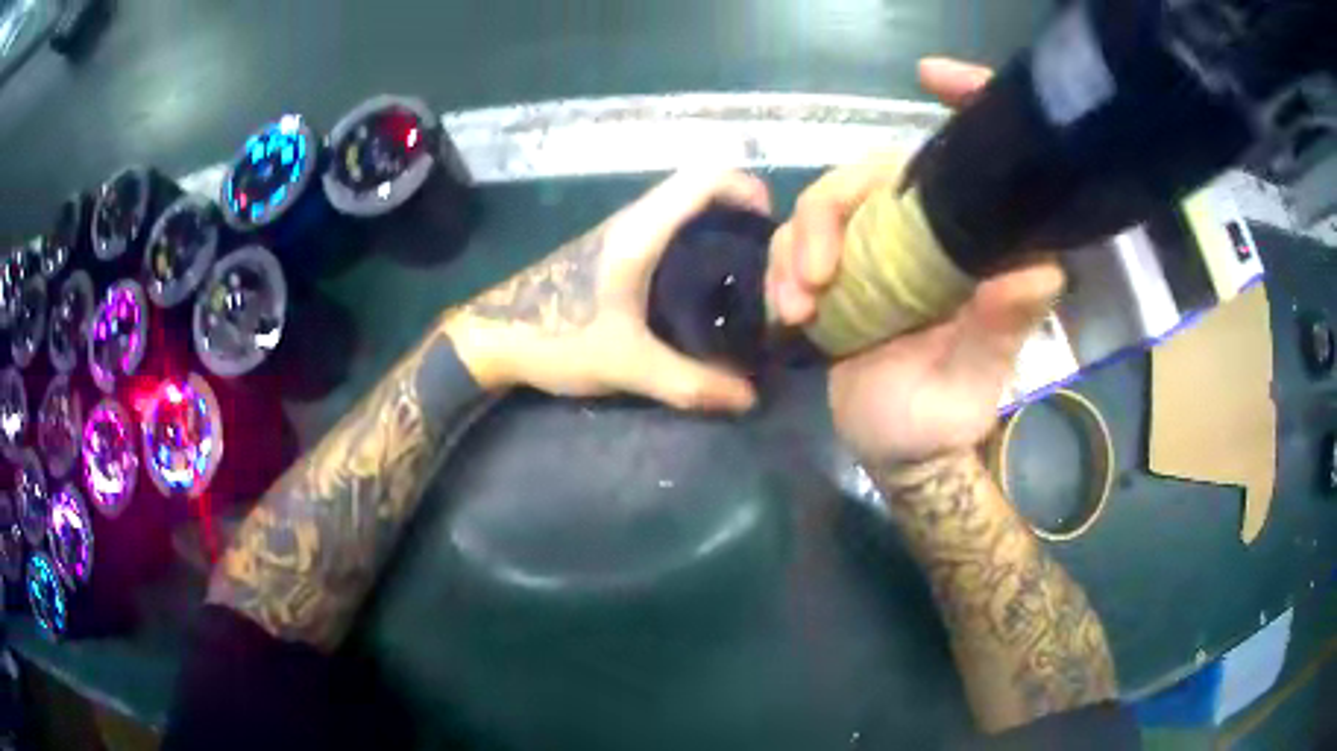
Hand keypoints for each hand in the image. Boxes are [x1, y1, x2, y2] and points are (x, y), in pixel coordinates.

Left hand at [445, 170, 767, 412]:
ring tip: (745, 275)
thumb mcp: (628, 365)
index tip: (772, 228)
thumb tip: (748, 399)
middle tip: (767, 262)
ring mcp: (620, 233)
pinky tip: (704, 288)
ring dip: (717, 227)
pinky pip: (666, 229)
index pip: (703, 178)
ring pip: (681, 209)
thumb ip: (691, 383)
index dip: (745, 188)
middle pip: (698, 189)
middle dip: (740, 213)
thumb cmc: (557, 338)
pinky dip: (694, 242)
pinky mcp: (612, 250)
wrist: (494, 337)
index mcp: (640, 233)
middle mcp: (633, 221)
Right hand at [768, 58, 1064, 464]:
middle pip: (873, 175)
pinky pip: (799, 241)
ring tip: (795, 309)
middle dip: (829, 213)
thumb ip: (999, 332)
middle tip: (813, 276)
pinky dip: (782, 267)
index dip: (964, 103)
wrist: (893, 453)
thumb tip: (1036, 268)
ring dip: (797, 246)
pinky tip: (787, 312)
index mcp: (977, 251)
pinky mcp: (843, 268)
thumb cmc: (940, 425)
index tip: (930, 74)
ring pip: (827, 203)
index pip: (975, 164)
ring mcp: (881, 248)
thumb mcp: (970, 389)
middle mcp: (930, 235)